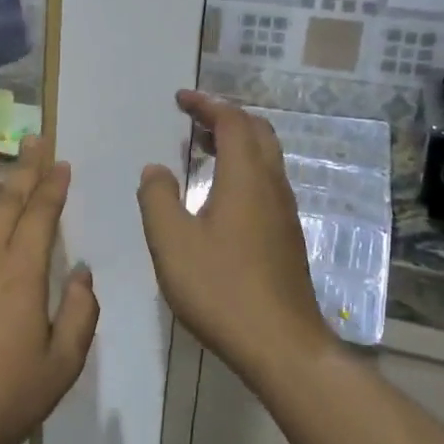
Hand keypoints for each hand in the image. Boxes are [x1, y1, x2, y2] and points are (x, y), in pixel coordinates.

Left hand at [0, 138, 99, 443]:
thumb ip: (79, 313)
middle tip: (32, 138)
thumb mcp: (61, 365)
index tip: (61, 163)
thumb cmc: (4, 398)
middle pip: (6, 202)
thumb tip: (82, 272)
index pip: (42, 215)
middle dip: (23, 167)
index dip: (53, 187)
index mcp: (23, 272)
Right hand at [136, 92, 327, 381]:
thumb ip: (157, 198)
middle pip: (257, 133)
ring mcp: (284, 212)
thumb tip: (156, 169)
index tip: (181, 99)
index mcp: (245, 178)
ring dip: (236, 143)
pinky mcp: (287, 237)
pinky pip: (266, 183)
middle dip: (225, 117)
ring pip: (266, 159)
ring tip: (202, 150)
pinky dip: (242, 170)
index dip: (206, 105)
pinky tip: (220, 195)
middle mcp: (272, 186)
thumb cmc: (221, 288)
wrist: (281, 344)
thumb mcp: (171, 242)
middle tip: (193, 119)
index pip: (232, 121)